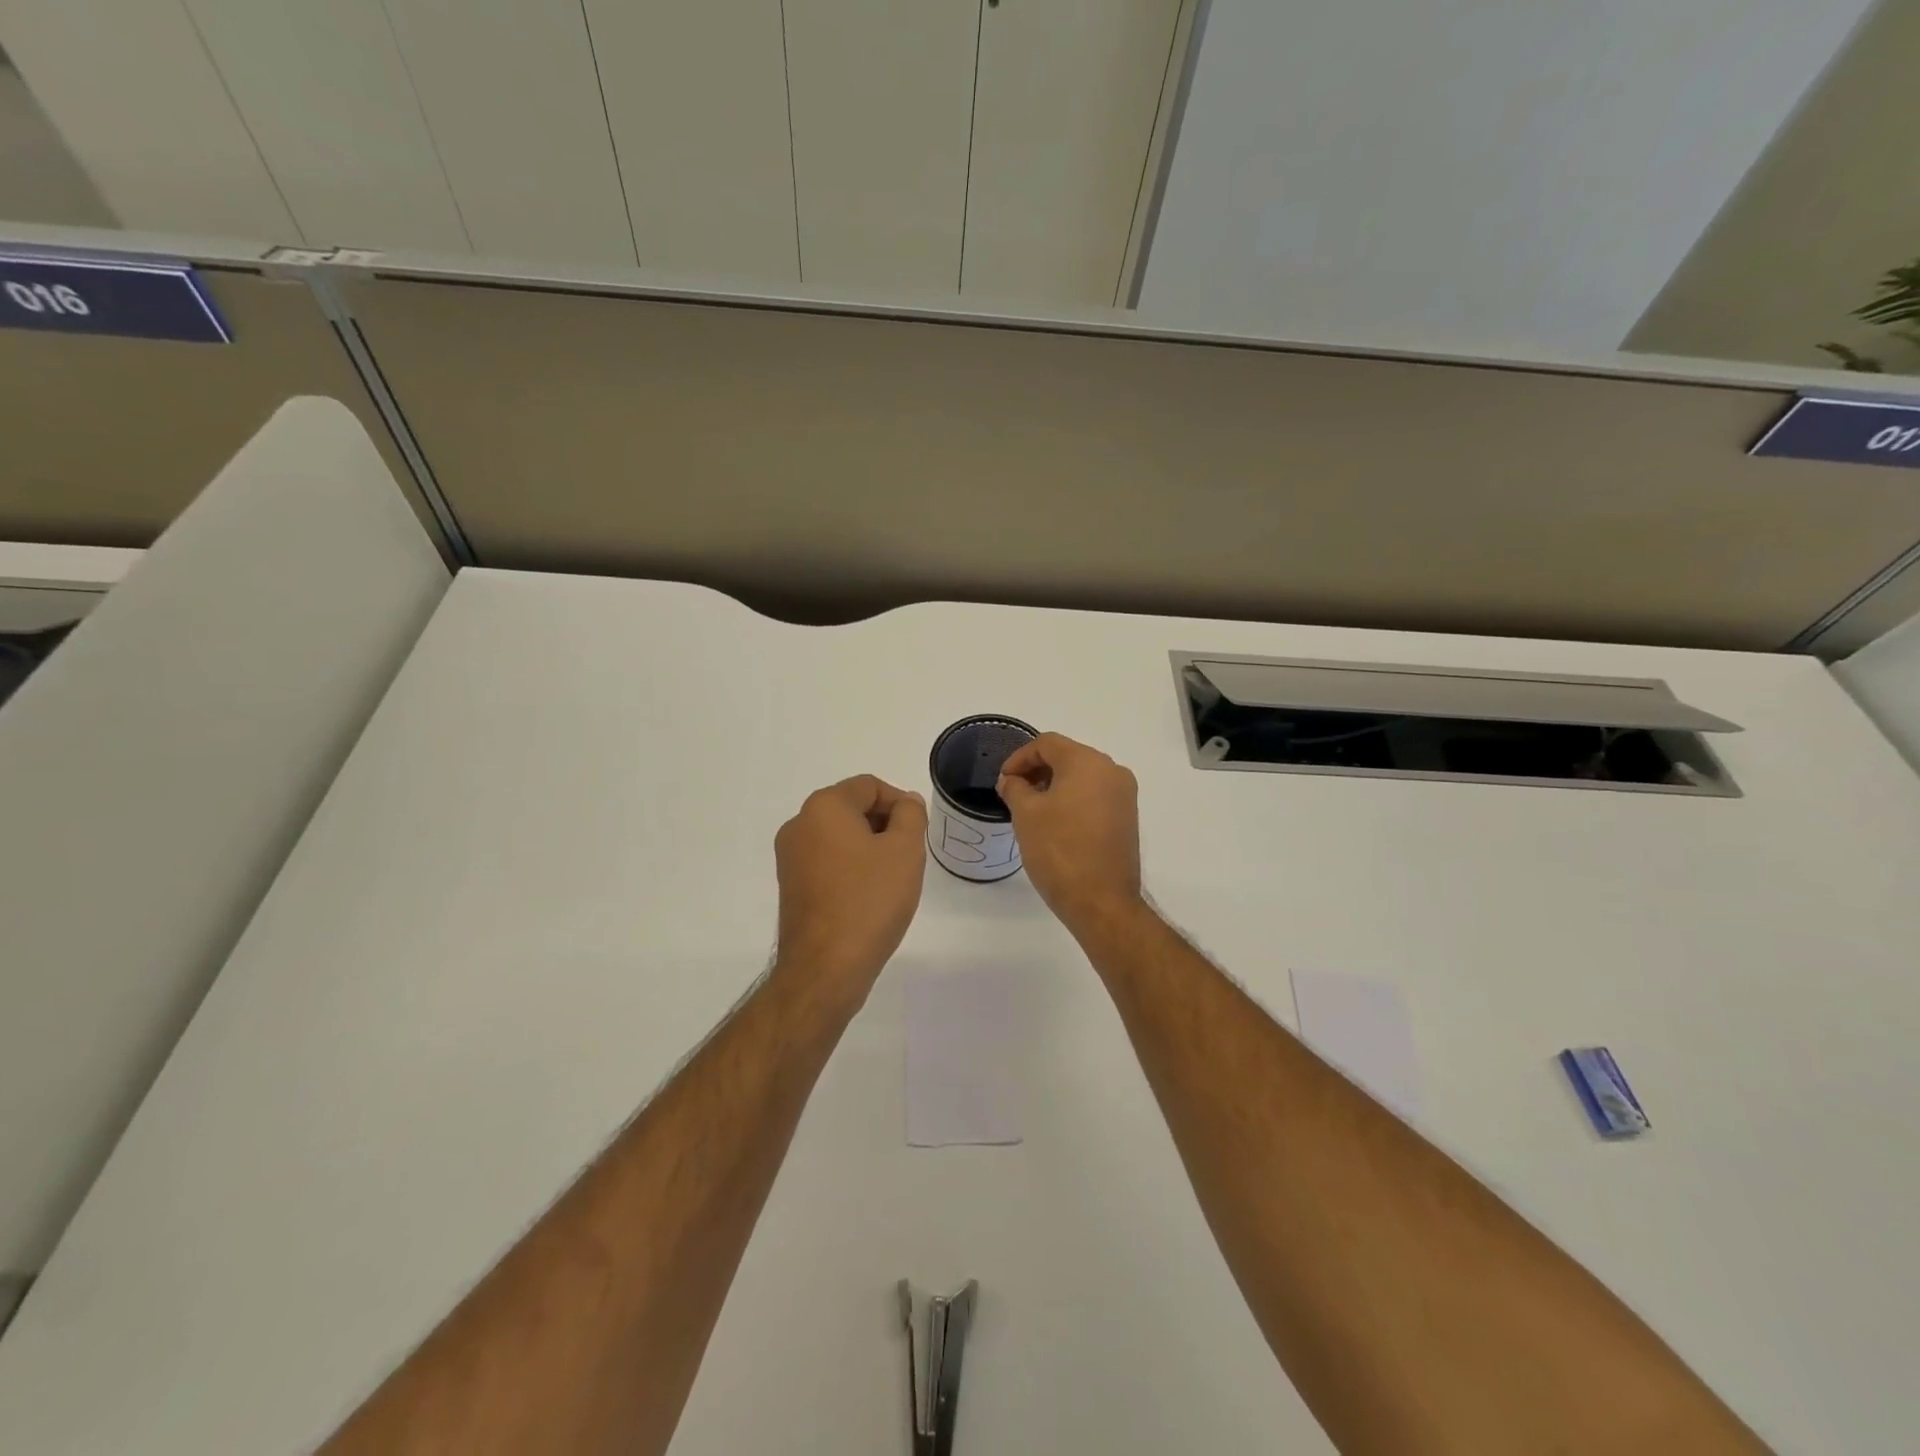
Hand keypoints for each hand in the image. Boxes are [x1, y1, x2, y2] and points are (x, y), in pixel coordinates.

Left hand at [774, 775, 928, 1003]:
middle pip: (851, 808)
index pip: (869, 786)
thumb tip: (905, 802)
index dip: (900, 803)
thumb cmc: (870, 900)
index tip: (918, 832)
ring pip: (839, 836)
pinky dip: (850, 867)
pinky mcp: (790, 885)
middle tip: (909, 856)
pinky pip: (827, 861)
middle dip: (884, 824)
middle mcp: (799, 824)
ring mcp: (790, 857)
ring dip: (869, 847)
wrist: (826, 967)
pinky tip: (868, 896)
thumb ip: (911, 815)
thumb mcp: (905, 850)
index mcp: (823, 807)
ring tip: (891, 879)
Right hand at [997, 733, 1143, 936]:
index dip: (1019, 758)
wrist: (1101, 901)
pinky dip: (1073, 799)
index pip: (1047, 744)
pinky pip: (1095, 795)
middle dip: (1037, 770)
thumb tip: (1012, 781)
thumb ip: (1015, 788)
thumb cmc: (1059, 850)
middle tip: (1014, 792)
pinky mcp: (1127, 817)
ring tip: (1031, 809)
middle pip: (1068, 756)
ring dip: (1055, 785)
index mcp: (1088, 762)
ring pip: (1082, 776)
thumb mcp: (1026, 815)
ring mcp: (1124, 795)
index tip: (1003, 781)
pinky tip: (1055, 822)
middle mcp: (1112, 771)